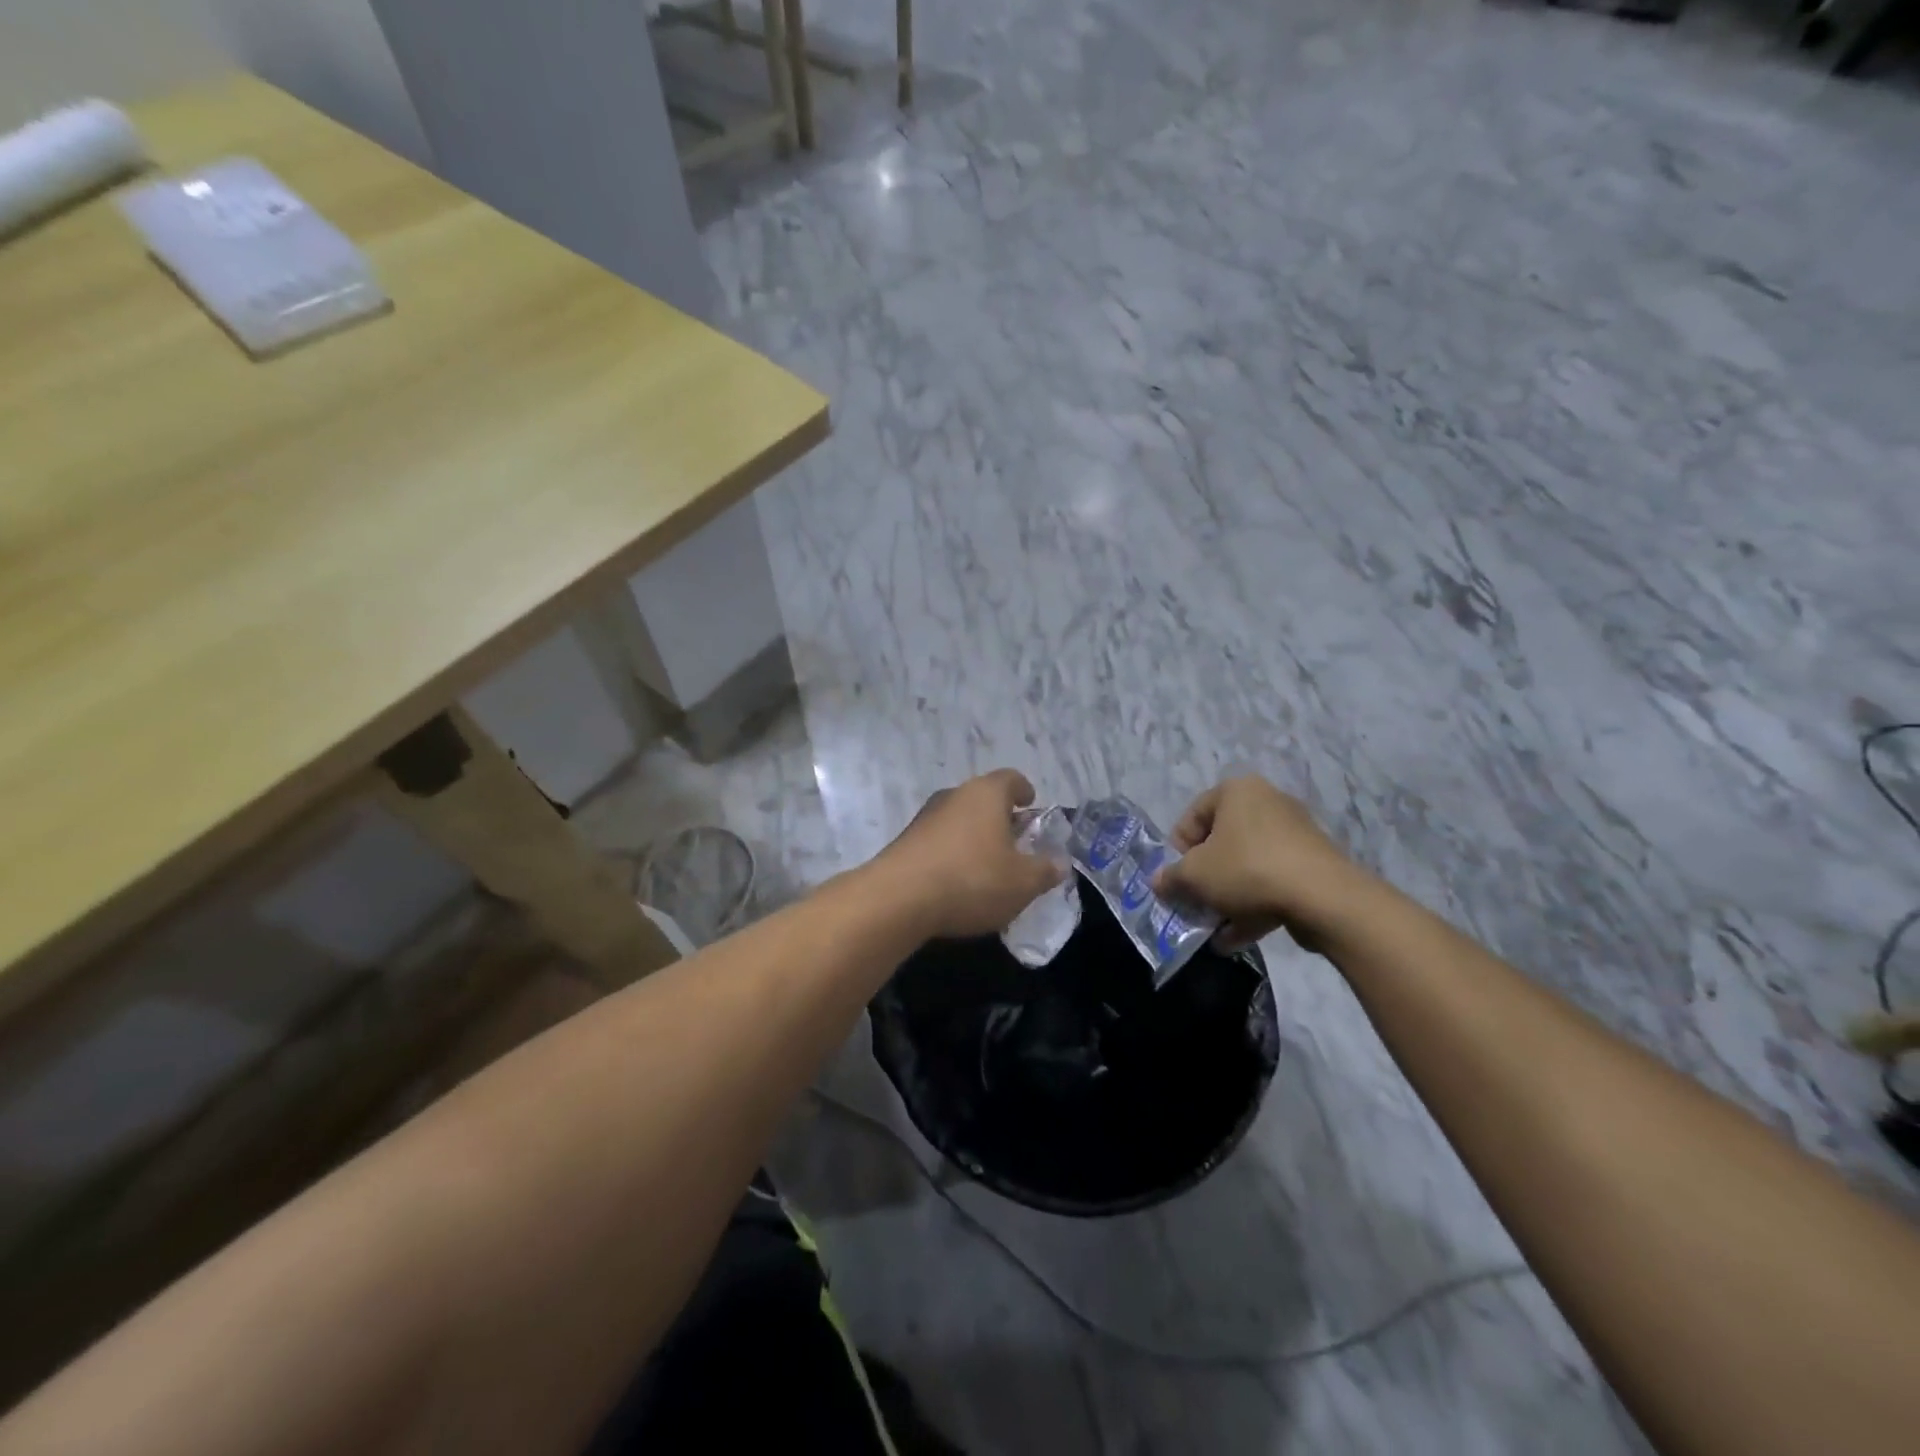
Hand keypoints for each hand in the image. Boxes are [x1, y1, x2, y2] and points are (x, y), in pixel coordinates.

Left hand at [874, 770, 1065, 940]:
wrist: (897, 899)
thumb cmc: (971, 880)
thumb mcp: (1022, 883)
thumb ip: (1045, 871)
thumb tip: (1059, 863)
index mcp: (986, 793)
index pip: (1011, 779)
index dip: (1024, 791)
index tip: (1031, 805)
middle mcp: (954, 795)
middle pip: (983, 798)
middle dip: (1001, 818)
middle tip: (1016, 843)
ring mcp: (925, 817)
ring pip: (959, 820)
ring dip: (975, 837)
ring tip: (988, 867)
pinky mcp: (905, 841)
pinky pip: (939, 841)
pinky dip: (952, 854)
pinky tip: (958, 883)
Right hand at [1152, 775, 1373, 950]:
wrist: (1323, 898)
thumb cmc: (1247, 870)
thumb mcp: (1194, 875)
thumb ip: (1170, 877)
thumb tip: (1158, 882)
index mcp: (1236, 791)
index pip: (1191, 817)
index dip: (1176, 852)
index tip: (1176, 880)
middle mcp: (1267, 803)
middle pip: (1221, 843)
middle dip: (1204, 878)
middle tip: (1195, 903)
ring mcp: (1294, 833)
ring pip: (1246, 865)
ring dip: (1227, 897)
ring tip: (1215, 928)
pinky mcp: (1313, 864)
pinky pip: (1272, 881)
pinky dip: (1254, 905)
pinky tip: (1236, 937)